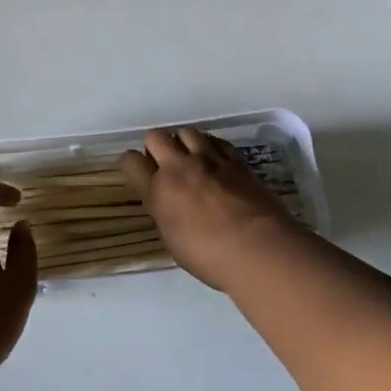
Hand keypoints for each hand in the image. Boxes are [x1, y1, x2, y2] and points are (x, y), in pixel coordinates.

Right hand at [118, 128, 300, 290]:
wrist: (259, 249)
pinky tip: (215, 161)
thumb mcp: (174, 242)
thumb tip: (167, 203)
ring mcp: (208, 159)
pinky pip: (215, 140)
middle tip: (165, 164)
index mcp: (158, 192)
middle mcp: (178, 168)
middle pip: (155, 136)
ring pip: (185, 131)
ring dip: (183, 142)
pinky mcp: (234, 158)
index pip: (130, 161)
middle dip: (156, 146)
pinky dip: (210, 146)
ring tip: (191, 159)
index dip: (132, 164)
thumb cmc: (212, 258)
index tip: (138, 172)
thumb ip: (165, 214)